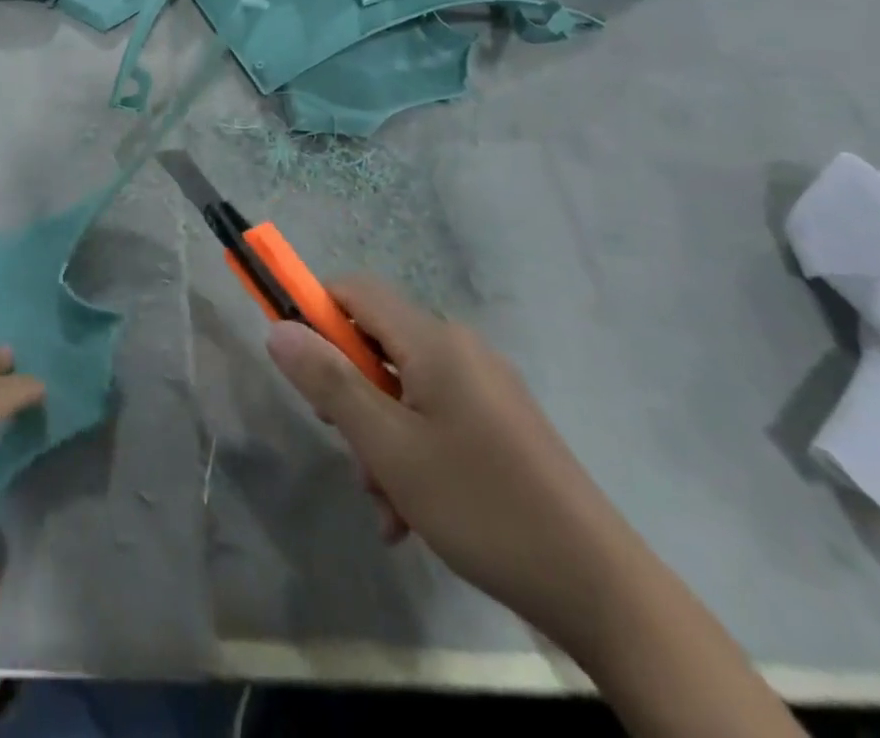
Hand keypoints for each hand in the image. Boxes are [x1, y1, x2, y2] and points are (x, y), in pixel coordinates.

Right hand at [265, 279, 646, 660]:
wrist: (601, 590)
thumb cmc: (481, 505)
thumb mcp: (388, 447)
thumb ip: (329, 381)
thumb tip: (278, 330)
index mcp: (434, 341)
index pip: (354, 290)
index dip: (314, 311)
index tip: (296, 361)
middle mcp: (460, 349)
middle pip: (376, 343)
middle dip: (349, 393)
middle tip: (347, 445)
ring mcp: (485, 386)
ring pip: (402, 388)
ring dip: (379, 435)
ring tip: (386, 503)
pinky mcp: (501, 422)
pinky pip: (434, 415)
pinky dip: (412, 451)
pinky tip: (413, 513)